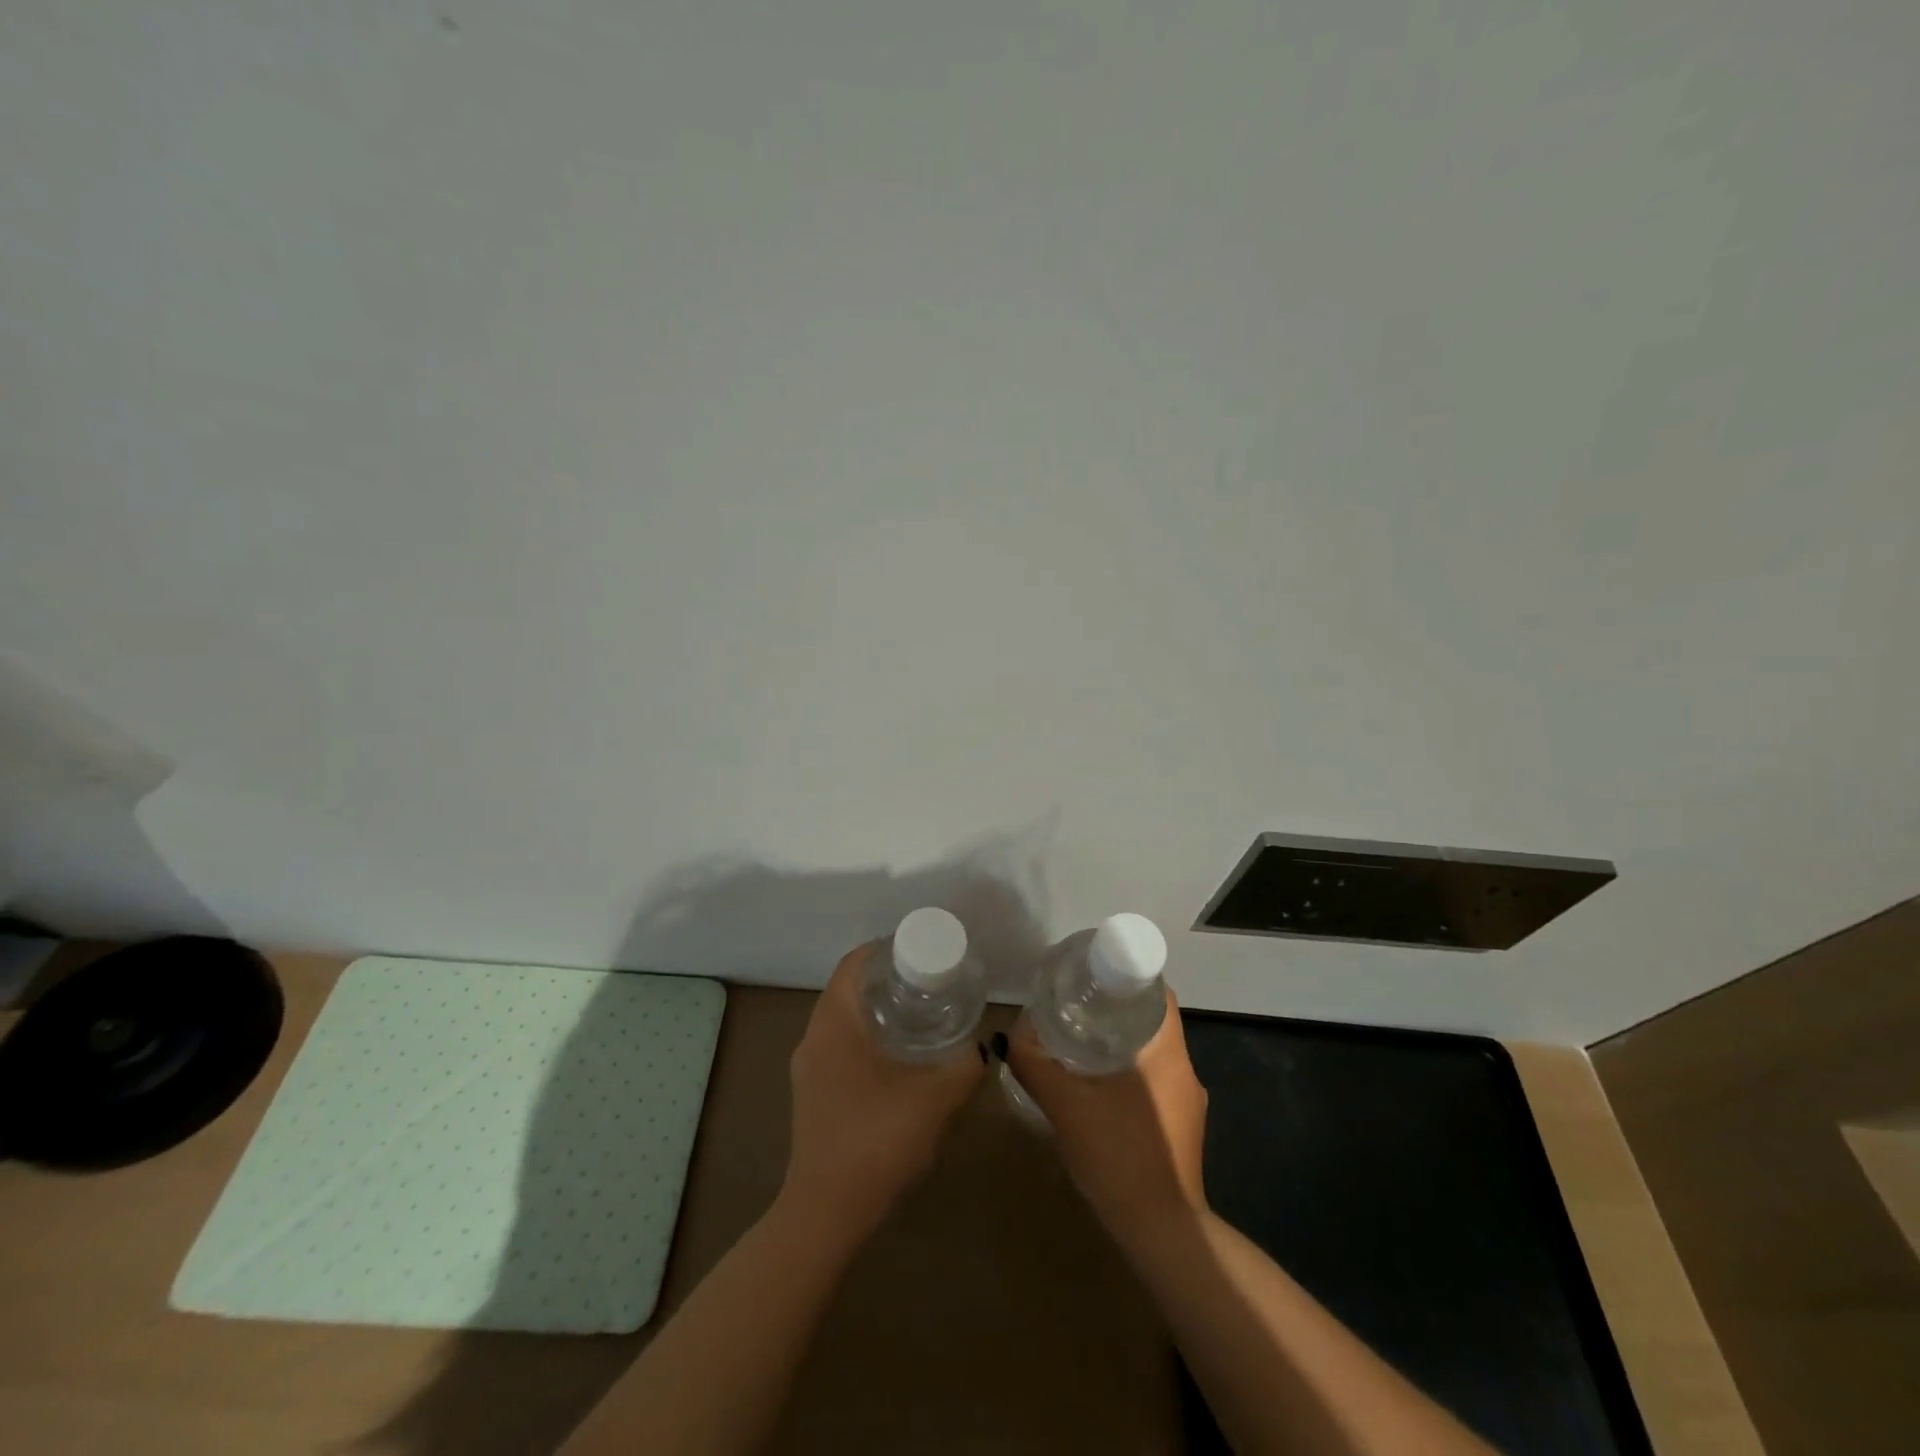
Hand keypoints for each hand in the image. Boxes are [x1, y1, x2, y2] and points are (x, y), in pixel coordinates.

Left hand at [780, 945, 985, 1237]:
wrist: (827, 1213)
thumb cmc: (876, 1141)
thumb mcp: (935, 1098)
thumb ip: (965, 1066)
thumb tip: (986, 1045)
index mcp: (834, 1022)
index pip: (854, 963)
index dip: (886, 949)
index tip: (922, 952)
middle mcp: (814, 1037)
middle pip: (849, 988)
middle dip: (888, 979)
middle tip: (930, 982)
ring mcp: (809, 1068)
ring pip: (844, 1020)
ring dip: (878, 1011)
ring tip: (922, 1015)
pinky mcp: (813, 1094)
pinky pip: (840, 1047)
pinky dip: (869, 1038)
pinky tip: (901, 1059)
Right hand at [1004, 988, 1209, 1242]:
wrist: (1162, 1234)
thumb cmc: (1120, 1157)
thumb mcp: (1066, 1107)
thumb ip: (1036, 1066)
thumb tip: (1011, 1037)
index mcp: (1167, 1052)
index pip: (1156, 991)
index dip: (1125, 975)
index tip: (1091, 975)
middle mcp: (1184, 1069)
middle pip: (1151, 1019)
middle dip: (1114, 1007)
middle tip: (1075, 1004)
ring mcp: (1187, 1101)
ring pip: (1152, 1051)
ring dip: (1120, 1041)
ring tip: (1079, 1038)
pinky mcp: (1182, 1127)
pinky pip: (1154, 1080)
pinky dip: (1128, 1070)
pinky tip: (1097, 1084)